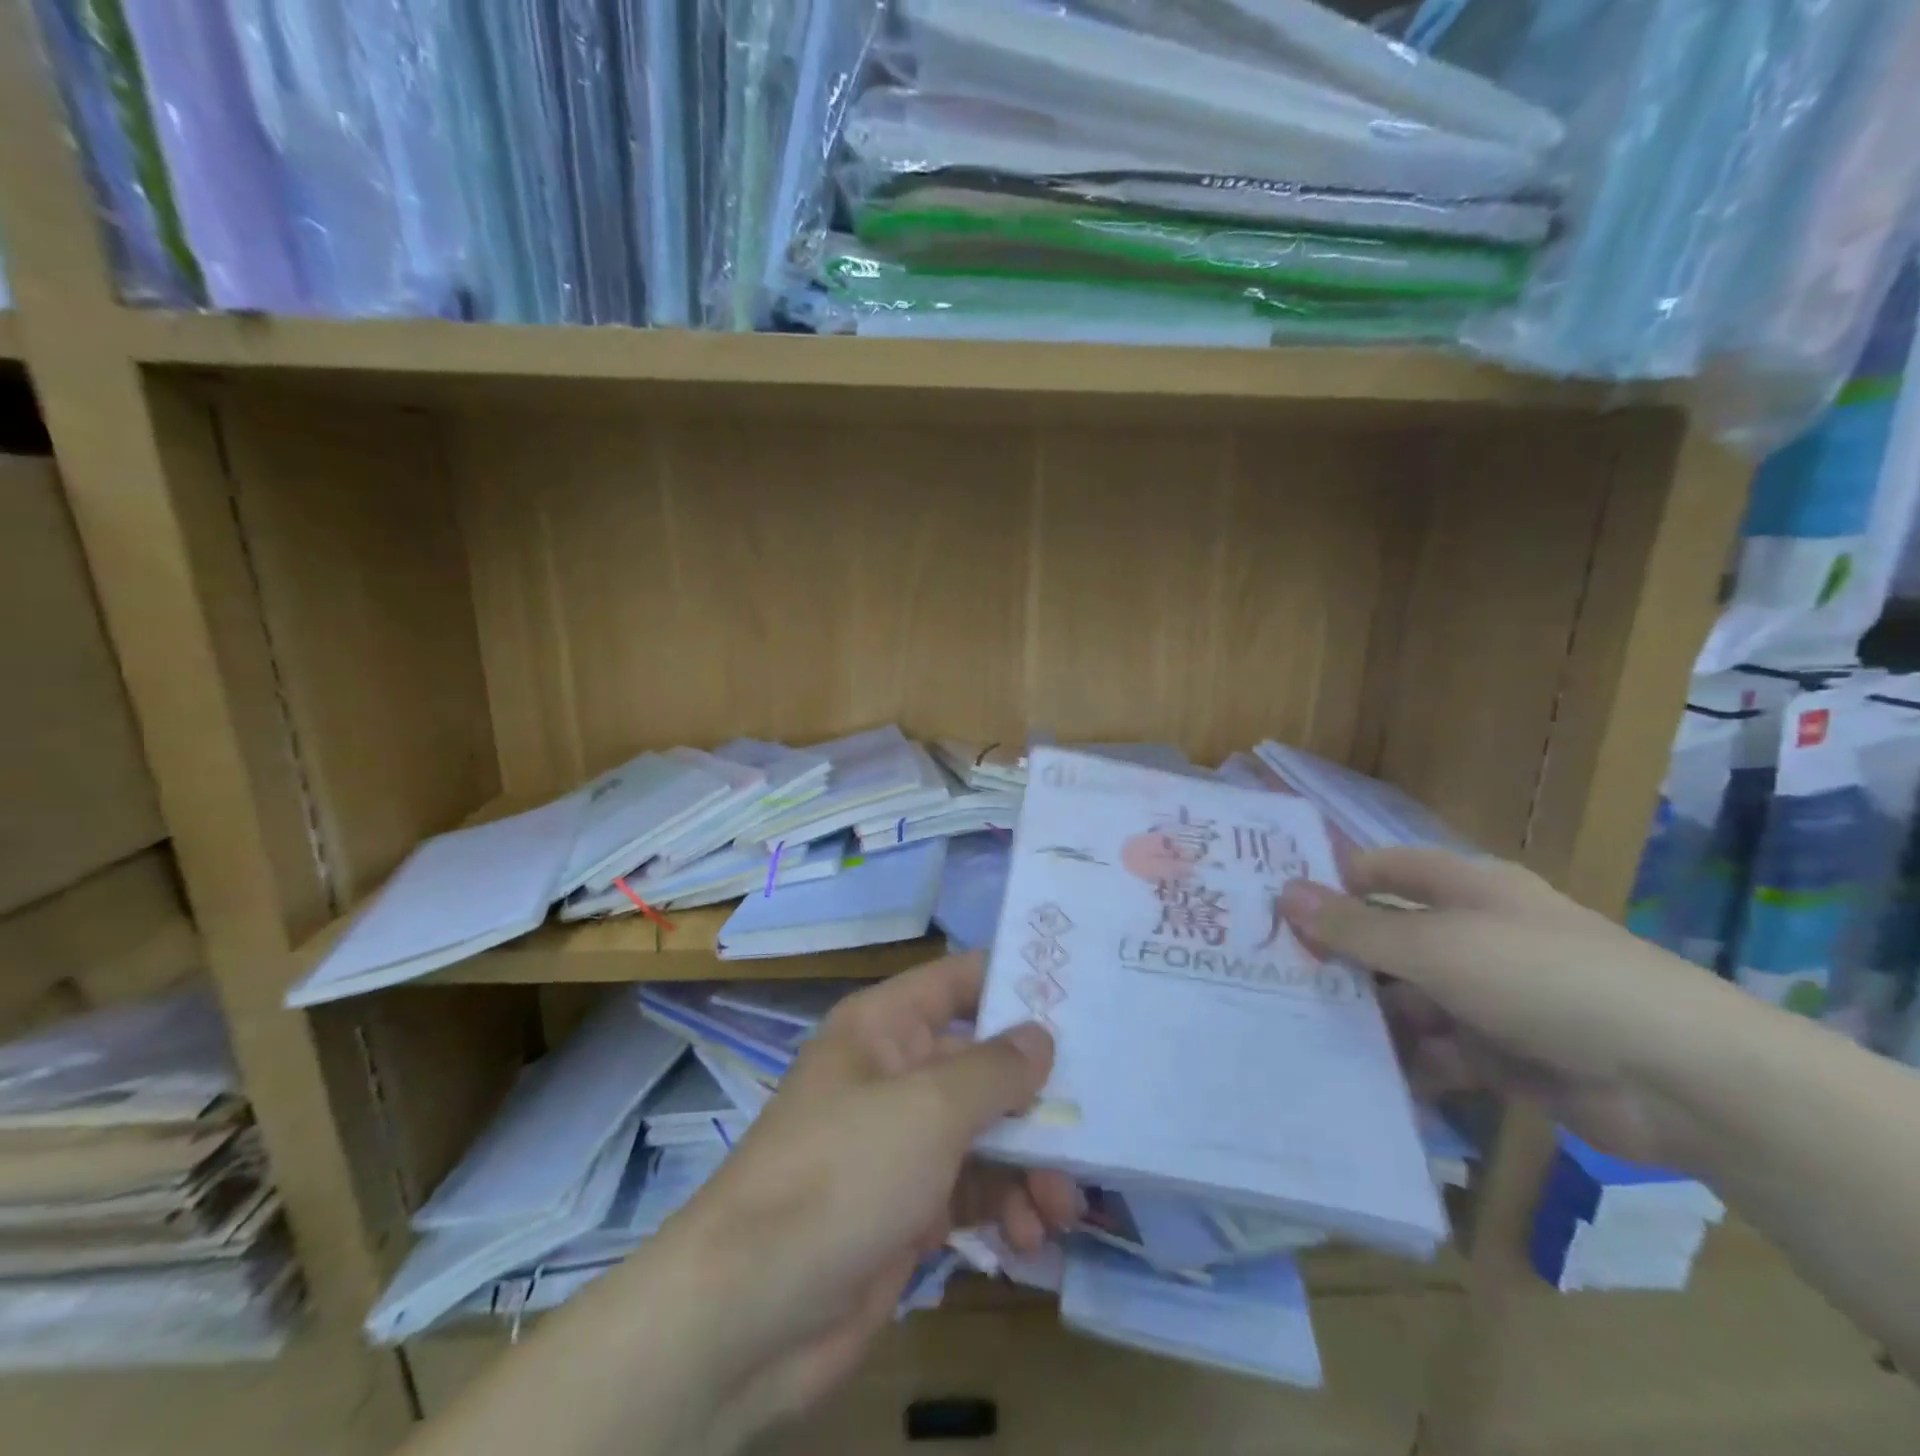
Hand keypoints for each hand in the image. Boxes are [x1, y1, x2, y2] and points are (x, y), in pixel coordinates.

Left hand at [657, 954, 1074, 1446]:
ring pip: (984, 1133)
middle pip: (981, 1065)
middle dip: (1036, 1098)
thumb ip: (995, 1069)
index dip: (1015, 983)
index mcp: (885, 1026)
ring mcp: (898, 1142)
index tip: (1082, 999)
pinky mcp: (906, 1206)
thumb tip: (1040, 1036)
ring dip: (1029, 1165)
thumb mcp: (929, 1108)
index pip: (959, 982)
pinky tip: (1029, 1238)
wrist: (751, 1311)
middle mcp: (893, 1073)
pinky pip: (971, 1189)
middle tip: (1093, 1126)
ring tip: (1062, 1206)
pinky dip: (1004, 1207)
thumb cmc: (845, 1173)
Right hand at [1279, 847, 1725, 1169]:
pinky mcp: (1505, 1052)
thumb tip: (1283, 894)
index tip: (1273, 904)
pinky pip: (1438, 1051)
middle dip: (1339, 959)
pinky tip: (1365, 1078)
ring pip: (1408, 999)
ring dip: (1368, 1017)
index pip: (1381, 870)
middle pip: (1388, 938)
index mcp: (1464, 890)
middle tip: (1272, 976)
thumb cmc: (1543, 979)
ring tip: (1305, 1033)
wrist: (1680, 1079)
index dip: (1330, 881)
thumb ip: (1356, 928)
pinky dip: (1408, 1064)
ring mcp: (1490, 995)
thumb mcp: (1436, 948)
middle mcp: (1473, 935)